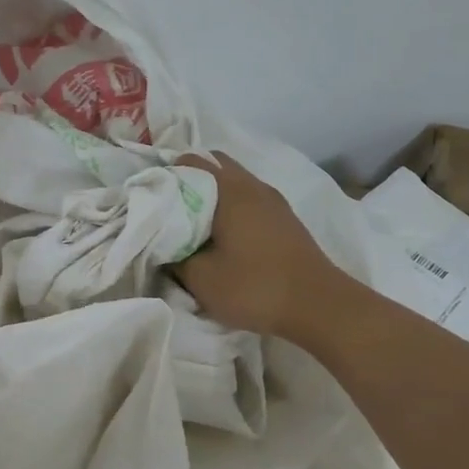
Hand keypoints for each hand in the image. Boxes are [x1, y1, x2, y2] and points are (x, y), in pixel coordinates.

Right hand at [171, 153, 337, 339]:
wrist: (320, 306)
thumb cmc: (255, 287)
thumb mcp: (201, 278)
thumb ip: (174, 255)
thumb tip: (163, 243)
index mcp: (229, 190)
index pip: (189, 162)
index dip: (164, 177)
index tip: (149, 200)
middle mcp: (252, 185)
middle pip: (212, 164)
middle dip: (187, 181)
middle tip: (168, 209)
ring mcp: (272, 200)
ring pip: (232, 181)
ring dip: (210, 195)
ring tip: (192, 223)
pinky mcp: (284, 218)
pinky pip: (247, 197)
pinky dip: (229, 206)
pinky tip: (221, 234)